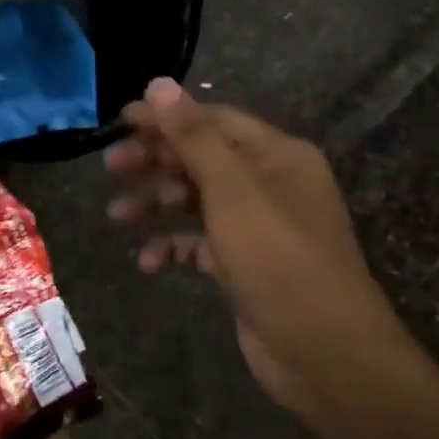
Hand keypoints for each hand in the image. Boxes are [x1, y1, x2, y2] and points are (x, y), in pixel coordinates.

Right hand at [104, 78, 406, 411]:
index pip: (213, 120)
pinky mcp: (244, 266)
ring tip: (117, 216)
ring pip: (196, 202)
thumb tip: (159, 84)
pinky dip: (173, 247)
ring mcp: (257, 228)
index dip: (166, 117)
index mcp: (276, 156)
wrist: (326, 354)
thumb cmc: (278, 258)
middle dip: (155, 161)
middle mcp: (269, 185)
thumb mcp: (232, 191)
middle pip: (201, 159)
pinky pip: (200, 245)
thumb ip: (193, 136)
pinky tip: (148, 261)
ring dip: (156, 205)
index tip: (120, 121)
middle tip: (112, 166)